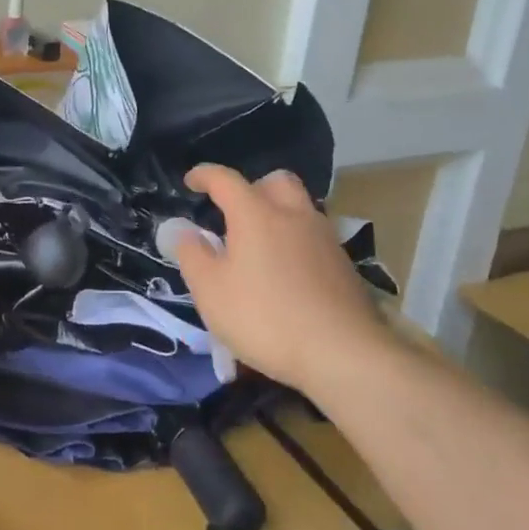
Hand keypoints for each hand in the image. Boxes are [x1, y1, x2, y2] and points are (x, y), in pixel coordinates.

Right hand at [172, 164, 386, 395]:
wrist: (343, 353)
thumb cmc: (265, 317)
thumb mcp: (210, 290)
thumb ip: (192, 254)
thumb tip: (183, 230)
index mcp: (256, 213)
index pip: (226, 180)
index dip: (205, 175)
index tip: (191, 181)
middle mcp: (293, 215)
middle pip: (275, 182)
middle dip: (253, 188)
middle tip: (236, 213)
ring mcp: (325, 239)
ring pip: (300, 209)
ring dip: (278, 215)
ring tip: (261, 247)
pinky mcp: (345, 266)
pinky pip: (314, 238)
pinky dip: (296, 244)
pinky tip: (288, 274)